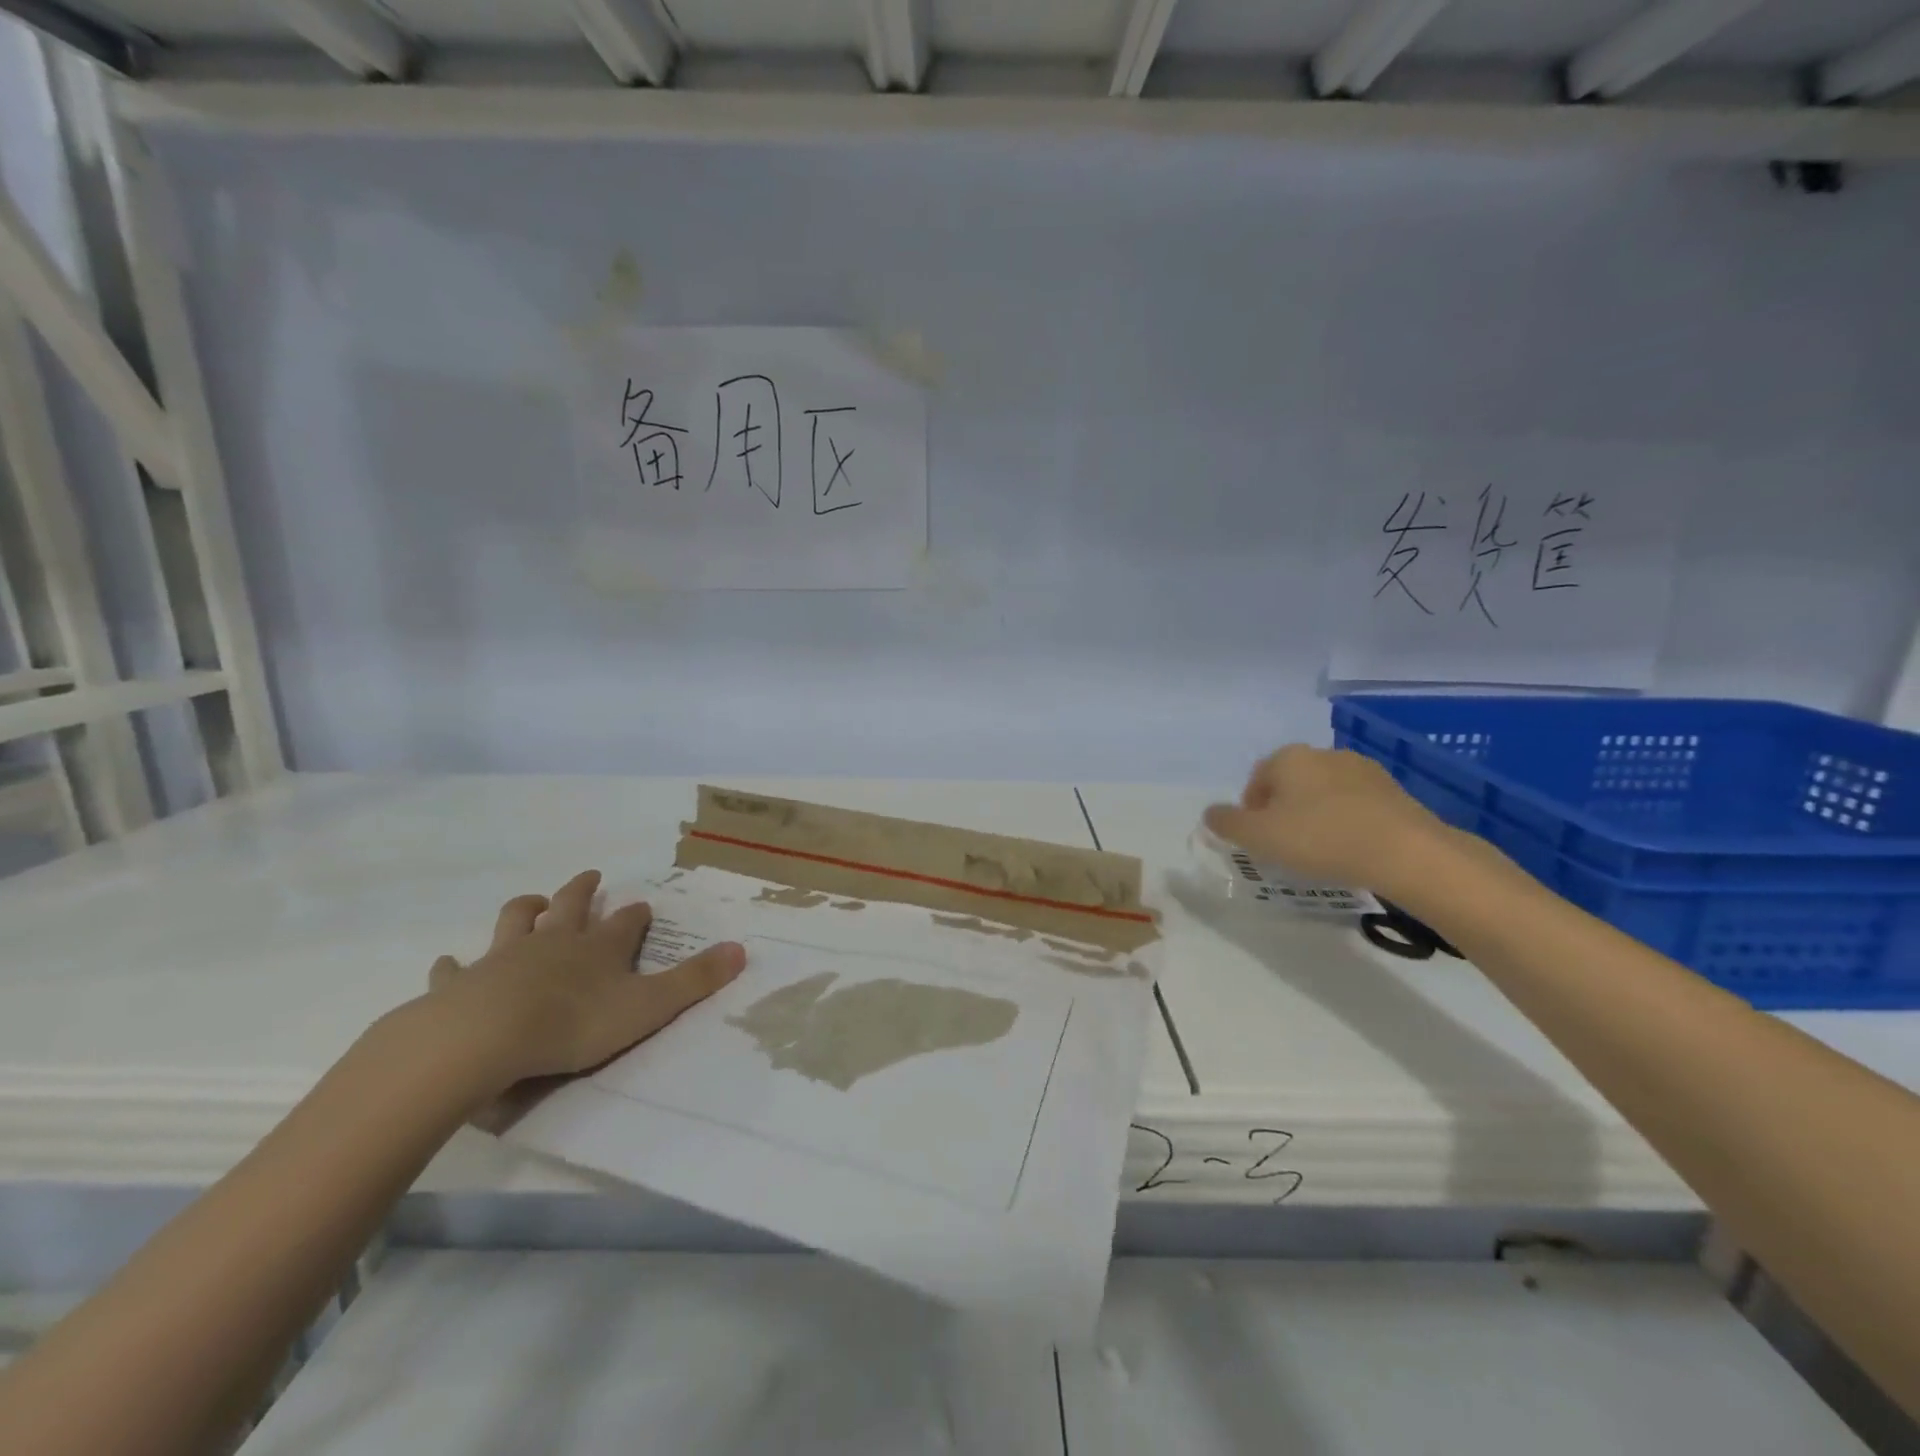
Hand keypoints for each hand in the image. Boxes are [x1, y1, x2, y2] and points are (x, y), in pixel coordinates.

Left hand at [423, 869, 746, 1100]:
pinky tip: (451, 963)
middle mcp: (554, 943)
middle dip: (582, 891)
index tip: (642, 906)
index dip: (635, 914)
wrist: (485, 1039)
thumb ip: (695, 981)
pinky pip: (456, 968)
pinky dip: (455, 965)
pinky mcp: (462, 983)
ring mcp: (504, 958)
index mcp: (598, 948)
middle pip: (569, 906)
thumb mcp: (648, 1006)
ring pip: (516, 921)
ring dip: (526, 909)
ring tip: (533, 902)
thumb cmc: (573, 1023)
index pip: (625, 923)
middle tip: (589, 877)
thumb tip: (743, 950)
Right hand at [1203, 744, 1450, 896]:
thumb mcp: (1259, 837)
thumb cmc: (1320, 838)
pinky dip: (1347, 822)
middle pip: (1291, 783)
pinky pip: (1356, 805)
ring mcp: (1363, 770)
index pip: (1257, 779)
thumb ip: (1227, 823)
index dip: (1251, 811)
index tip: (1259, 840)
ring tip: (1321, 851)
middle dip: (1284, 810)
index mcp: (1288, 758)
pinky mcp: (1394, 791)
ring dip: (1316, 815)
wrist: (1406, 852)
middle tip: (1286, 846)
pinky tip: (1352, 849)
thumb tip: (1210, 814)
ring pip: (1324, 793)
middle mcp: (1323, 754)